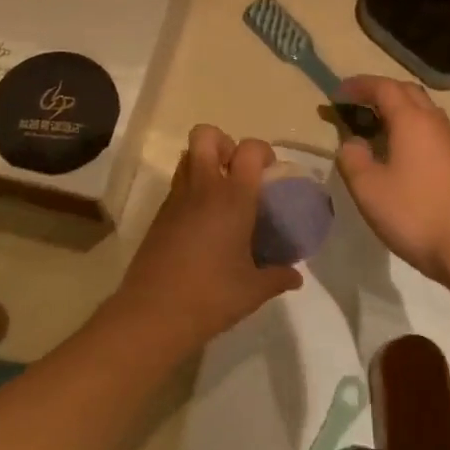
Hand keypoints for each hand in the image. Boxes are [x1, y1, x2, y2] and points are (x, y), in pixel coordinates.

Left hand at [113, 126, 301, 345]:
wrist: (153, 313)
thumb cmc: (211, 296)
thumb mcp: (253, 290)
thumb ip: (278, 277)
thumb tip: (295, 276)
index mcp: (232, 198)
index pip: (250, 149)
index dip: (263, 152)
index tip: (270, 175)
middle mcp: (202, 188)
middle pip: (206, 135)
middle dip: (224, 143)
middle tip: (238, 173)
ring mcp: (176, 199)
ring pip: (187, 157)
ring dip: (205, 164)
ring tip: (221, 196)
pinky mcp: (159, 215)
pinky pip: (177, 186)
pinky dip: (191, 190)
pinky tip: (203, 224)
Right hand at [335, 76, 449, 285]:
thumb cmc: (413, 213)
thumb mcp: (367, 188)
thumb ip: (352, 158)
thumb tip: (352, 143)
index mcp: (411, 121)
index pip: (384, 88)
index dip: (359, 85)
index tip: (336, 93)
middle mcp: (434, 123)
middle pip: (407, 92)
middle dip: (379, 92)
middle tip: (355, 104)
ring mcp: (449, 143)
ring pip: (422, 111)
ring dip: (396, 109)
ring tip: (373, 126)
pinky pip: (429, 130)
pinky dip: (408, 128)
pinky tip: (396, 151)